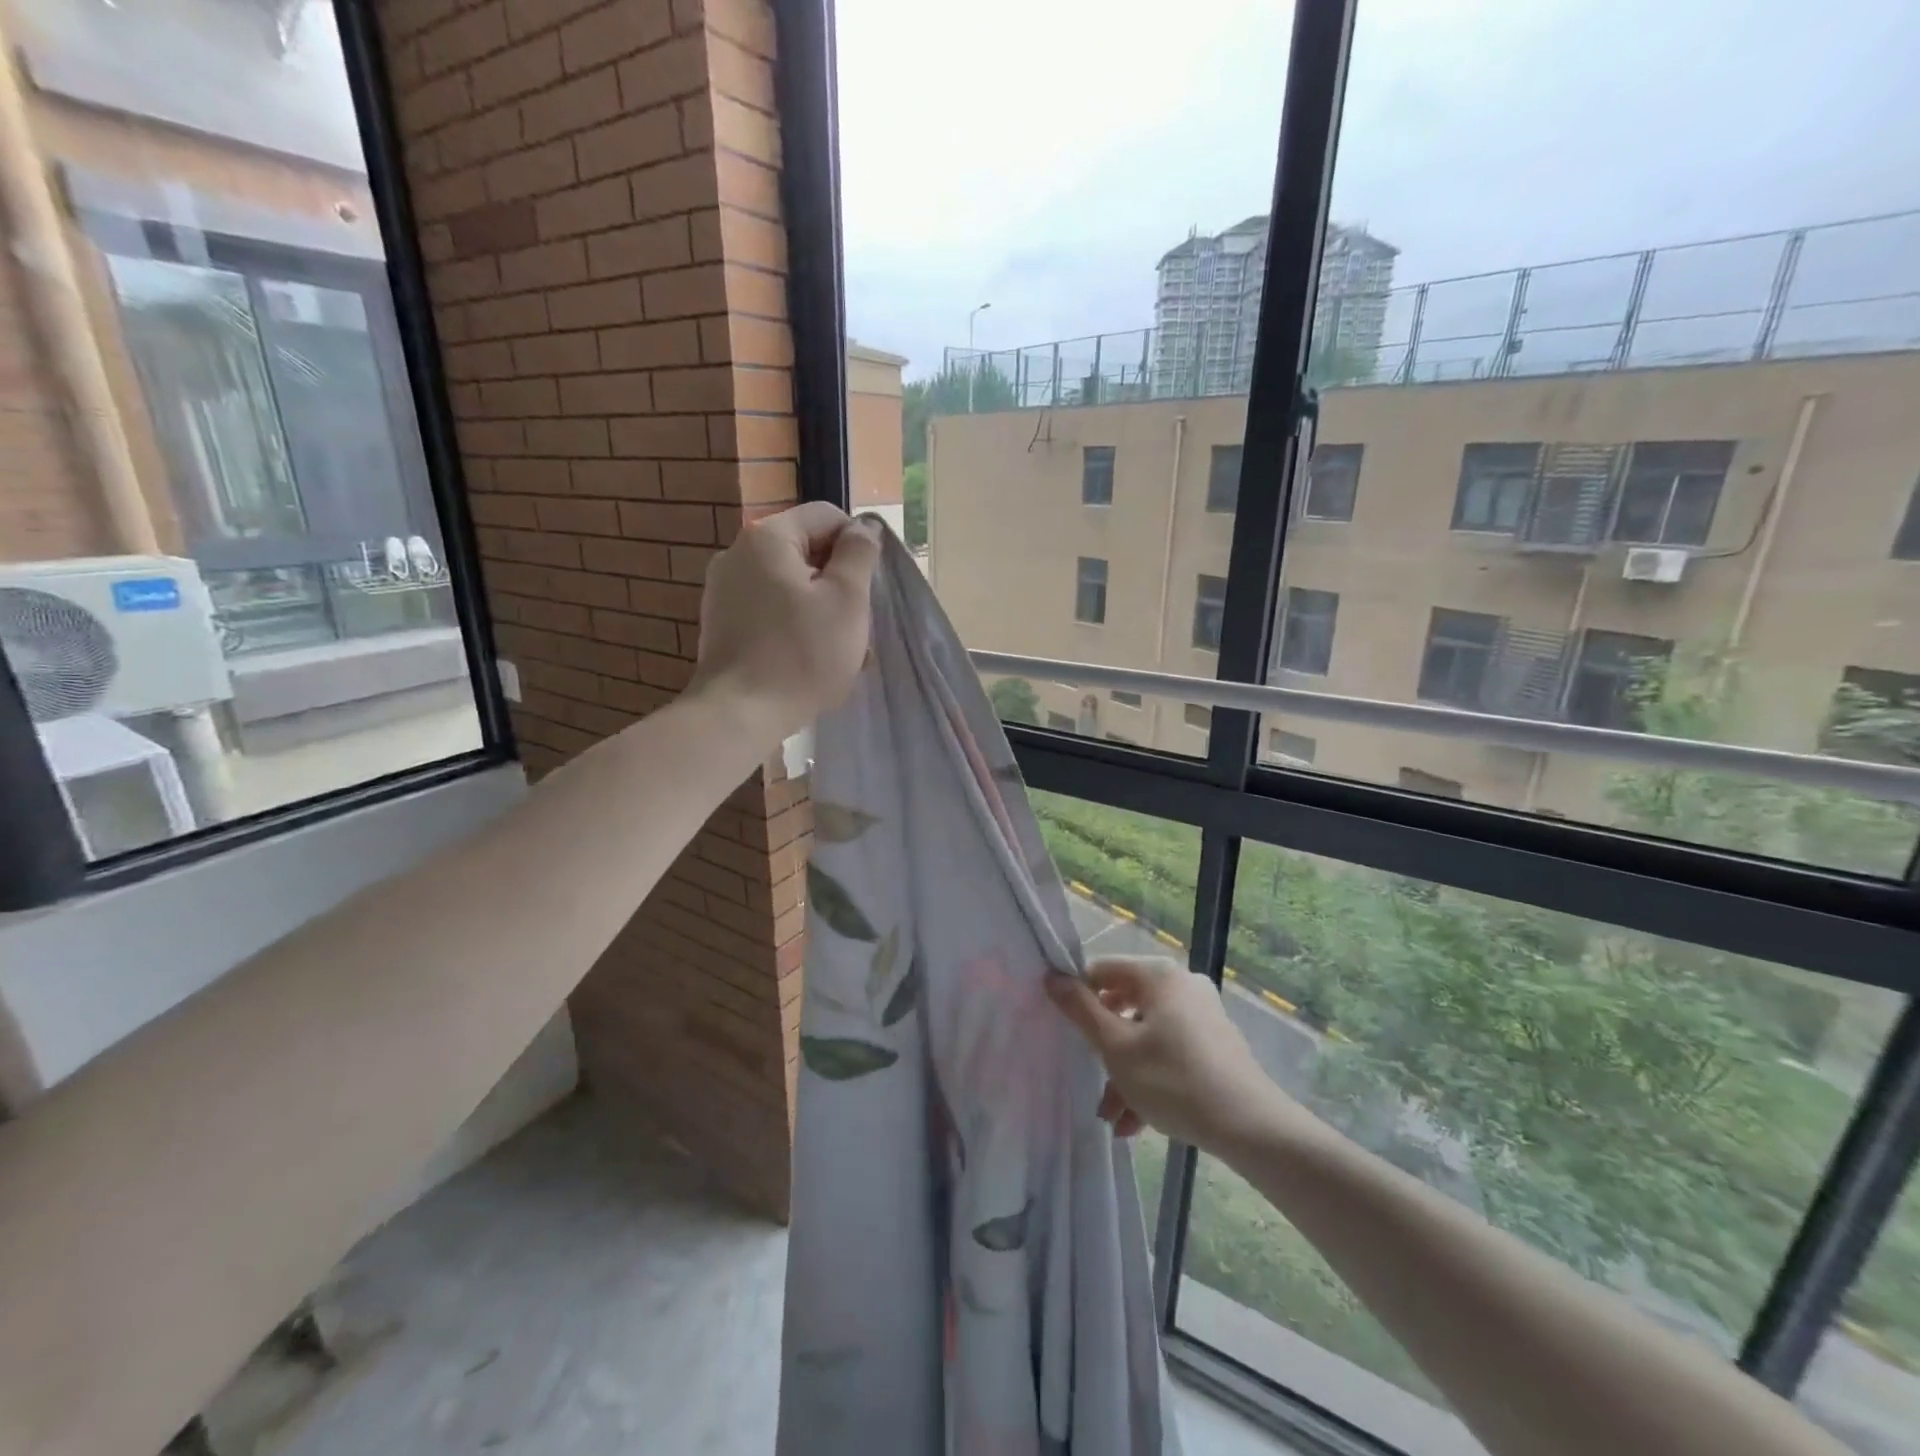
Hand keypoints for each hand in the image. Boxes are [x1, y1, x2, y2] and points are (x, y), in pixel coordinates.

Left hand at [688, 503, 882, 750]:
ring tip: (840, 652)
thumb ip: (859, 554)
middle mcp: (738, 554)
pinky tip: (810, 661)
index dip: (858, 545)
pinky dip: (795, 627)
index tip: (871, 586)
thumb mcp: (848, 600)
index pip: (826, 517)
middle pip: (806, 552)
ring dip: (821, 610)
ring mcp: (723, 590)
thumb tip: (863, 527)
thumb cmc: (802, 654)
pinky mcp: (721, 624)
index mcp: (768, 537)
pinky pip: (770, 611)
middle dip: (839, 584)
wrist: (738, 714)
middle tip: (859, 626)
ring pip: (790, 586)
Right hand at [1046, 957, 1302, 1152]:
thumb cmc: (1173, 1080)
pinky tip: (1137, 1122)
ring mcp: (1202, 1013)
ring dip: (1124, 1072)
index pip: (1102, 970)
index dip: (1078, 996)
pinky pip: (1170, 1050)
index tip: (1067, 1031)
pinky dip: (1150, 1076)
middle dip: (1104, 1048)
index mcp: (1157, 975)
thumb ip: (1080, 1010)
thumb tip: (1053, 977)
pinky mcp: (1215, 1042)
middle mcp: (1181, 984)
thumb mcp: (1116, 1047)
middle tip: (1093, 1082)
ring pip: (1146, 1034)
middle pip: (1124, 1005)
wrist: (1251, 1126)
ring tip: (1114, 1118)